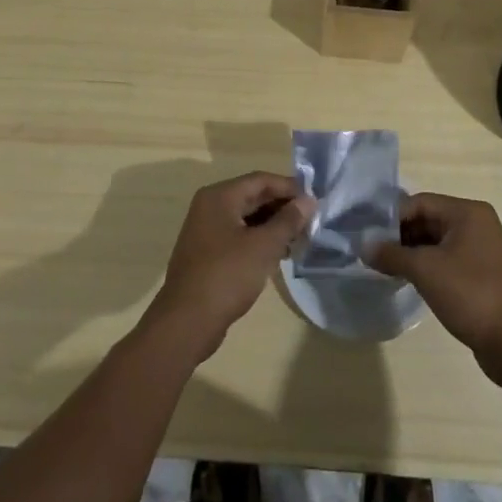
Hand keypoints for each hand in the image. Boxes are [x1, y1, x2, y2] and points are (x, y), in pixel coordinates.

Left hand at [143, 172, 315, 362]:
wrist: (187, 321)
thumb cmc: (227, 276)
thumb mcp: (263, 246)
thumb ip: (288, 220)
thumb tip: (309, 200)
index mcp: (220, 196)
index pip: (261, 180)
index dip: (289, 187)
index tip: (315, 200)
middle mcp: (210, 206)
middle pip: (253, 196)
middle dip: (282, 207)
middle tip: (311, 221)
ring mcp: (206, 230)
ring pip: (247, 218)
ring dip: (273, 225)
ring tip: (300, 239)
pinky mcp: (208, 252)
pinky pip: (239, 236)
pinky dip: (259, 240)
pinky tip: (279, 255)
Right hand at [364, 192, 501, 383]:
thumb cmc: (470, 295)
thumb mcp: (425, 270)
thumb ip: (391, 254)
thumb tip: (363, 245)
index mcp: (468, 212)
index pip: (420, 202)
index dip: (392, 218)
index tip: (369, 237)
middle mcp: (478, 224)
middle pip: (429, 220)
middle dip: (401, 236)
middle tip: (373, 254)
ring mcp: (483, 250)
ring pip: (437, 242)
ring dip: (413, 253)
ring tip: (386, 268)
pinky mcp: (484, 274)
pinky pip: (449, 260)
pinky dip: (428, 266)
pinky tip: (410, 281)